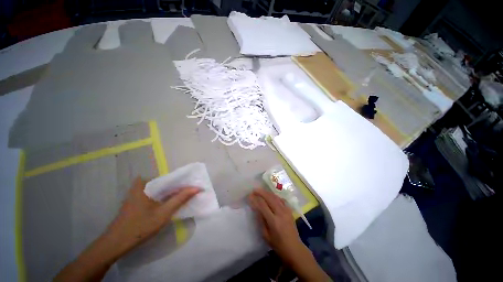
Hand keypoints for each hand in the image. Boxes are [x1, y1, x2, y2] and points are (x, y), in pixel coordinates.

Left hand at [105, 177, 200, 253]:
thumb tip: (197, 188)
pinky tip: (169, 203)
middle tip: (190, 191)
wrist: (116, 243)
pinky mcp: (136, 200)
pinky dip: (163, 197)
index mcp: (146, 183)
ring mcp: (137, 192)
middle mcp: (141, 184)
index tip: (192, 185)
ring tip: (183, 196)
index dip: (182, 182)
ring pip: (160, 189)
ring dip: (171, 192)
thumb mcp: (164, 213)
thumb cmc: (140, 226)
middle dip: (177, 187)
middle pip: (165, 183)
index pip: (170, 178)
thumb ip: (181, 198)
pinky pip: (154, 194)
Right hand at [249, 188, 329, 280]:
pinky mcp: (290, 210)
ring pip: (275, 197)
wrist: (294, 248)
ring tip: (261, 190)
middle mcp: (280, 213)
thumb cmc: (278, 244)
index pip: (262, 206)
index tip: (250, 196)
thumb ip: (261, 220)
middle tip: (254, 190)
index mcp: (273, 221)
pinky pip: (281, 199)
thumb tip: (256, 208)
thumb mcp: (266, 235)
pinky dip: (275, 196)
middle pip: (270, 198)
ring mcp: (286, 210)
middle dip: (261, 192)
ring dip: (267, 192)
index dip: (255, 199)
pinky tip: (271, 195)